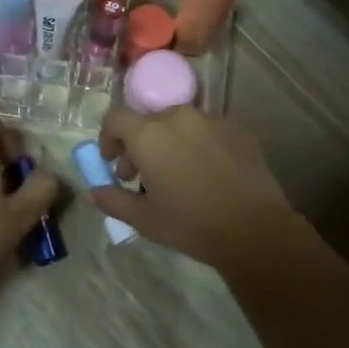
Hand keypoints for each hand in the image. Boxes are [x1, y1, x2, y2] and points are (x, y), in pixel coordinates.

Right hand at [92, 105, 301, 271]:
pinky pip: (208, 131)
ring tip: (177, 175)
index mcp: (150, 134)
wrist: (254, 230)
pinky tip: (207, 174)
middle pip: (149, 121)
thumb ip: (113, 200)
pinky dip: (198, 145)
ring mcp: (213, 120)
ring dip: (169, 143)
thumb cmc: (190, 224)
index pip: (116, 118)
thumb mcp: (143, 218)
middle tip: (140, 176)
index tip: (111, 161)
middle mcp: (179, 117)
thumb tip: (94, 191)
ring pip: (180, 124)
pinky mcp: (239, 130)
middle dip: (138, 145)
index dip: (108, 137)